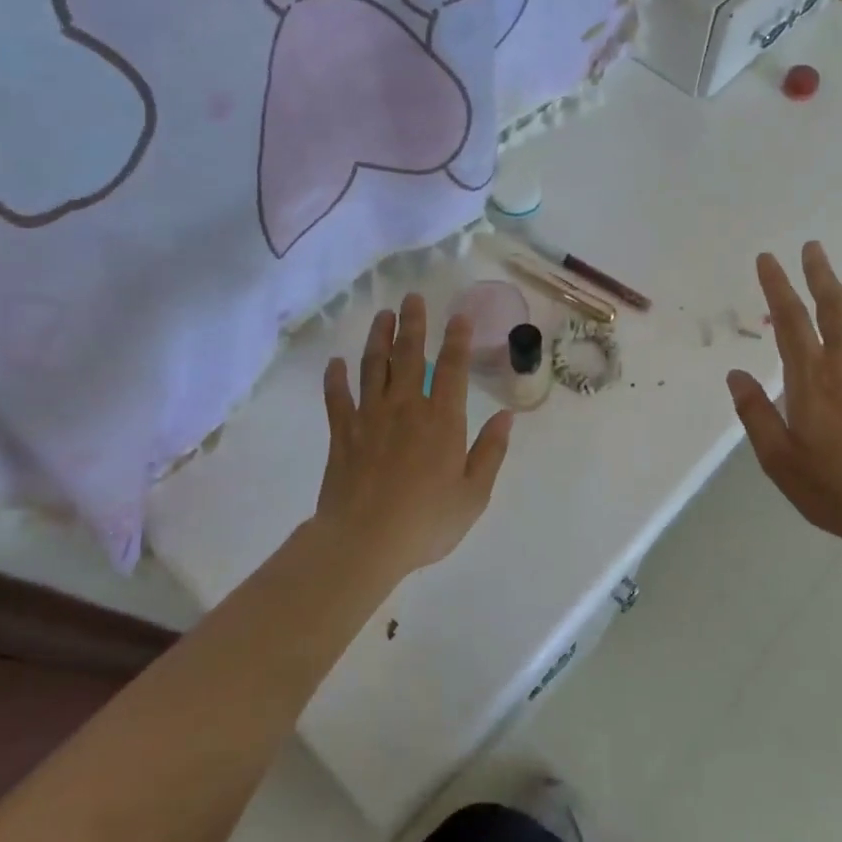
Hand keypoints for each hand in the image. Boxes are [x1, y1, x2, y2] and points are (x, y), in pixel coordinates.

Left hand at [315, 294, 513, 580]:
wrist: (364, 542)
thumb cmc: (426, 521)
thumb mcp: (473, 494)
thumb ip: (490, 452)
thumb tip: (506, 416)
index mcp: (442, 420)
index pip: (452, 369)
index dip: (457, 340)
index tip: (459, 316)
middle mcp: (406, 408)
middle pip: (409, 356)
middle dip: (413, 324)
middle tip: (413, 298)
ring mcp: (370, 417)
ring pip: (373, 367)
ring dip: (378, 338)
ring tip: (382, 316)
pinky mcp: (342, 433)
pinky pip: (337, 398)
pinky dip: (335, 378)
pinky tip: (335, 363)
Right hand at [726, 243, 841, 553]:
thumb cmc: (835, 486)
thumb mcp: (779, 458)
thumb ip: (756, 413)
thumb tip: (736, 375)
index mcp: (811, 377)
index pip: (789, 319)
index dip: (777, 285)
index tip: (768, 259)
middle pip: (834, 305)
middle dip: (820, 273)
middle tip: (812, 247)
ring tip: (836, 283)